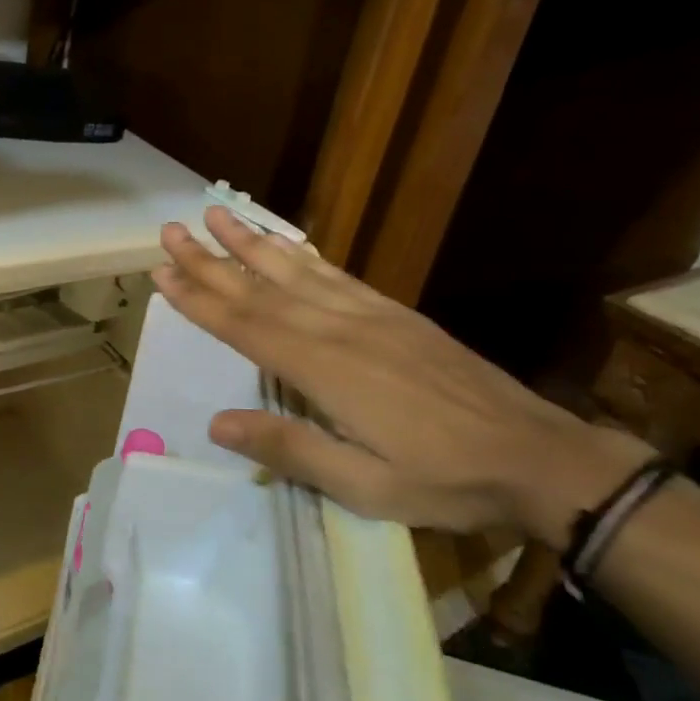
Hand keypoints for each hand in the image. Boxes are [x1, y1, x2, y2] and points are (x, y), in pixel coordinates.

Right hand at [152, 207, 647, 545]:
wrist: (536, 455)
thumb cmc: (444, 479)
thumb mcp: (364, 486)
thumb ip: (290, 450)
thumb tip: (217, 423)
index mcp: (325, 369)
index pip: (245, 326)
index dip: (200, 298)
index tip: (162, 271)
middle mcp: (340, 328)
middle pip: (262, 288)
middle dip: (212, 259)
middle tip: (172, 230)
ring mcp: (370, 314)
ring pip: (297, 270)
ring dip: (251, 242)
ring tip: (217, 214)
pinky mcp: (395, 313)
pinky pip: (337, 274)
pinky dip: (303, 254)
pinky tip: (286, 243)